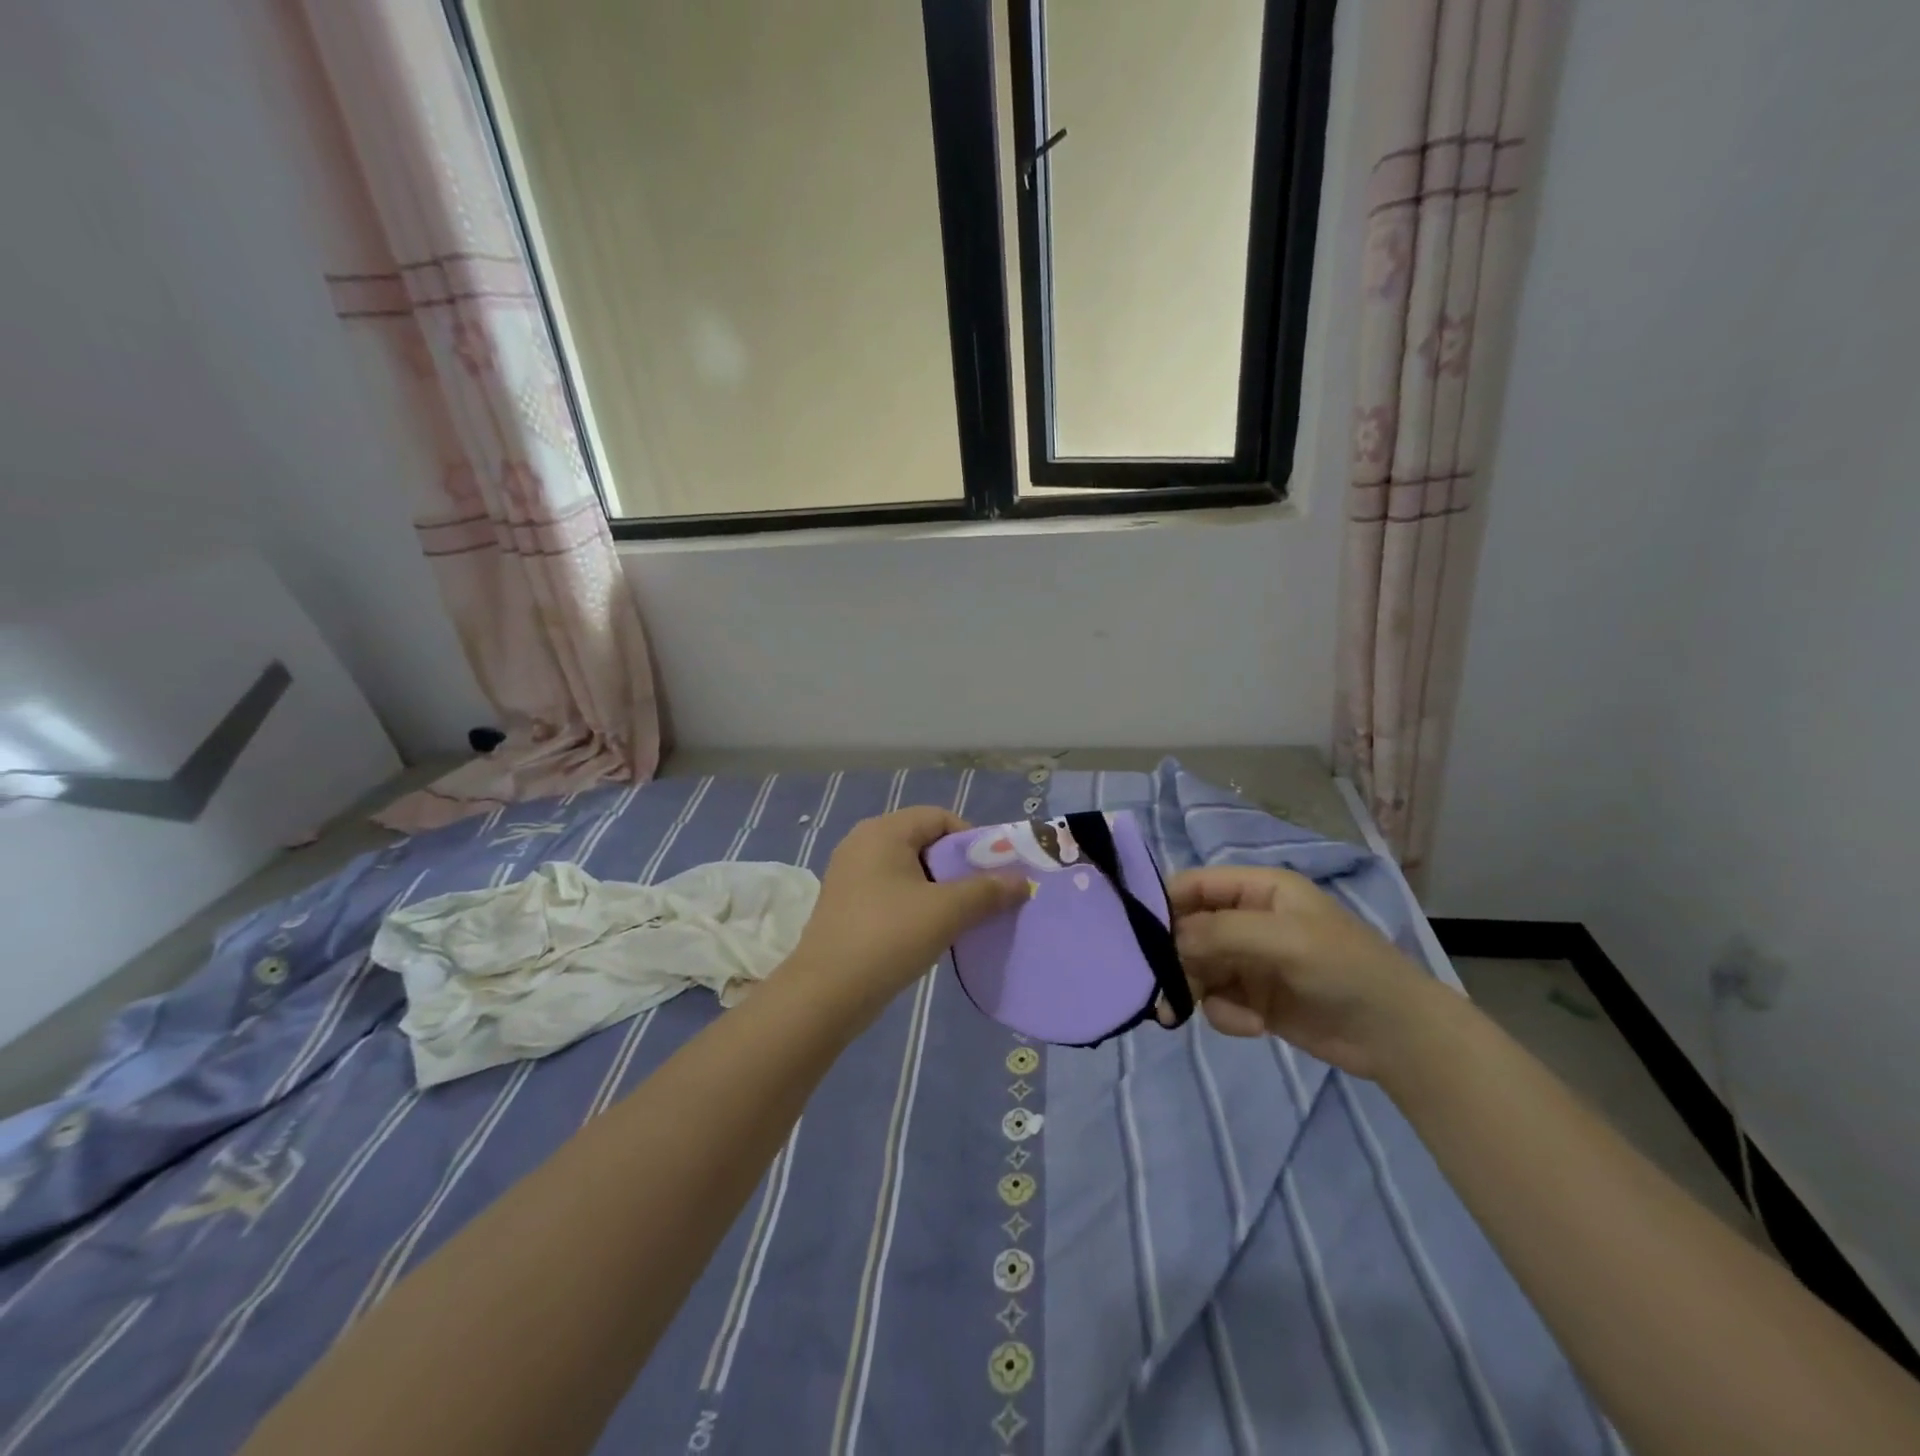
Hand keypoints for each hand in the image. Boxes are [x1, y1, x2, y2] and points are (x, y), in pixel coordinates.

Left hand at [790, 807, 1027, 1003]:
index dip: (971, 840)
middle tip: (980, 897)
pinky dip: (914, 903)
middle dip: (957, 867)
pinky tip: (927, 932)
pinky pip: (890, 890)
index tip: (991, 873)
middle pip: (923, 841)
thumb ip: (987, 891)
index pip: (939, 817)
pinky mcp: (845, 903)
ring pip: (908, 869)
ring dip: (938, 888)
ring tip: (958, 918)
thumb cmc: (888, 938)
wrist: (826, 994)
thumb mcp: (946, 912)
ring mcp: (850, 874)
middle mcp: (862, 843)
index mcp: (883, 831)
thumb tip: (1021, 881)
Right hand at [1168, 866, 1444, 1079]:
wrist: (1399, 1036)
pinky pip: (1216, 1000)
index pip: (1192, 886)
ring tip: (1207, 1014)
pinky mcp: (1253, 998)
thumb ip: (1221, 933)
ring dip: (1196, 990)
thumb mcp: (1284, 940)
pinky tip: (1252, 1025)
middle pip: (1187, 930)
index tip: (1140, 939)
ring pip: (1196, 968)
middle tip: (1163, 989)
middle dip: (1176, 959)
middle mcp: (1246, 919)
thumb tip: (1167, 941)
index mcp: (1257, 889)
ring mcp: (1249, 960)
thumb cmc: (1345, 969)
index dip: (1164, 906)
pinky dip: (1225, 1014)